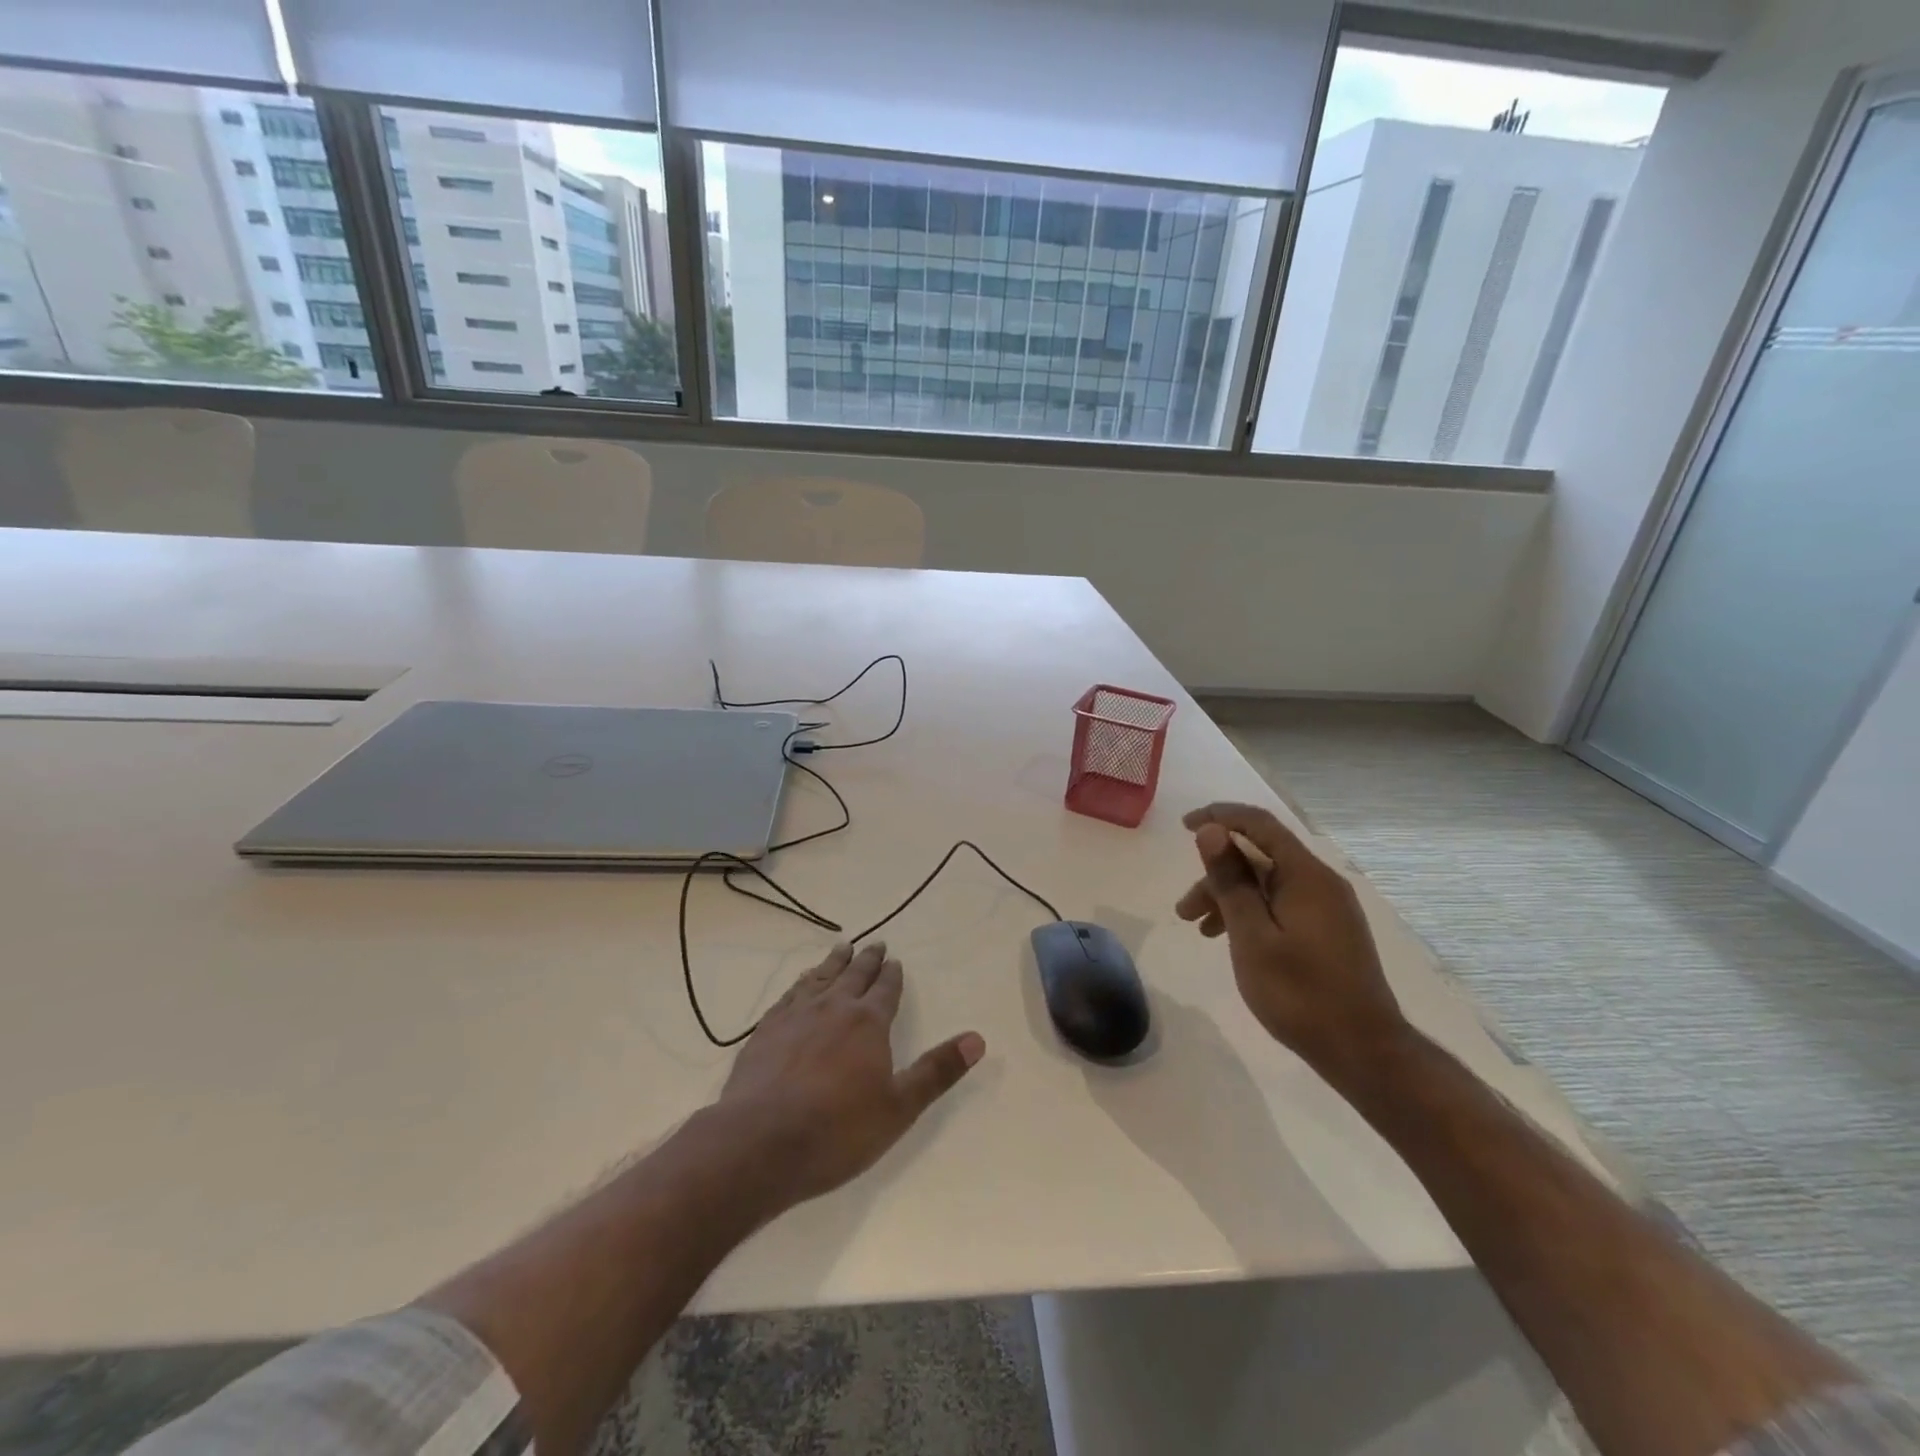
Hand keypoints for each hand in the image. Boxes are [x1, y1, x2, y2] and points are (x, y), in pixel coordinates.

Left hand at [715, 941, 984, 1211]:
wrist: (760, 1141)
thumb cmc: (838, 1129)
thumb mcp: (899, 1107)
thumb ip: (937, 1071)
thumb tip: (977, 1039)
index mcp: (868, 1022)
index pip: (885, 989)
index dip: (892, 975)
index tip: (895, 960)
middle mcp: (833, 1007)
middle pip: (853, 975)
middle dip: (867, 960)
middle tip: (874, 945)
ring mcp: (795, 1015)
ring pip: (819, 978)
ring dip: (833, 963)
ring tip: (840, 949)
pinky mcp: (766, 1030)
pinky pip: (789, 995)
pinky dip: (800, 983)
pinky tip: (799, 985)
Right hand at [1175, 803, 1407, 1076]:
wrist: (1363, 1052)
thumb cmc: (1300, 993)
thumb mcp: (1252, 936)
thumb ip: (1230, 880)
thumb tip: (1211, 830)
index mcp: (1306, 876)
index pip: (1259, 824)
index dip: (1219, 817)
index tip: (1183, 826)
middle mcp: (1320, 882)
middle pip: (1259, 857)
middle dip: (1216, 873)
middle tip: (1184, 907)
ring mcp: (1327, 907)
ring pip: (1267, 884)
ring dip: (1228, 897)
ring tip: (1197, 928)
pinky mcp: (1328, 930)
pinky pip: (1280, 904)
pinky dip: (1250, 913)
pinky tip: (1229, 939)